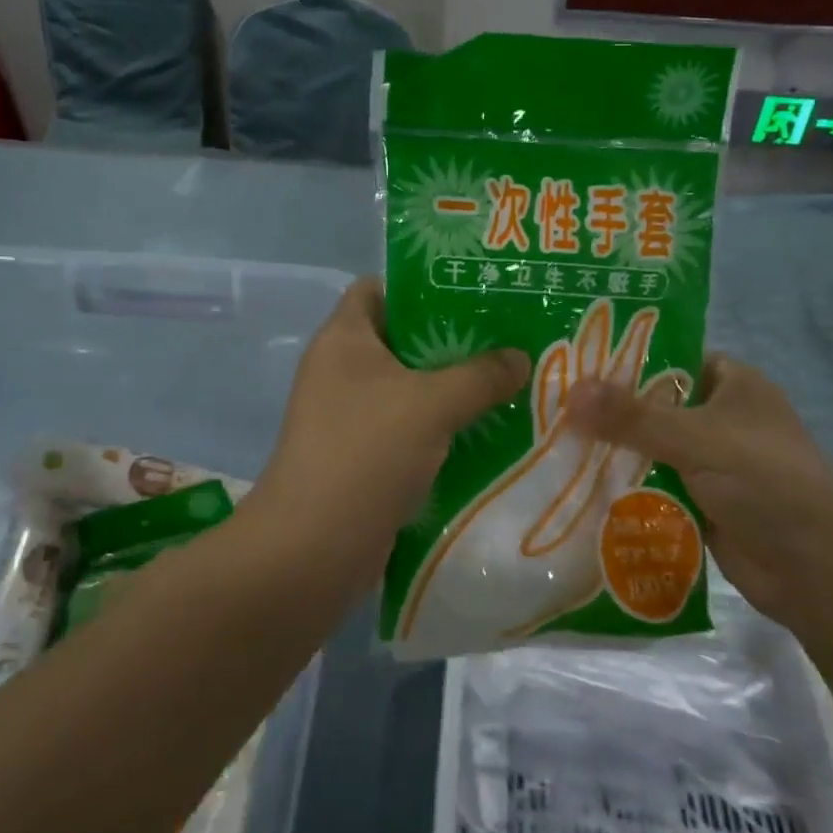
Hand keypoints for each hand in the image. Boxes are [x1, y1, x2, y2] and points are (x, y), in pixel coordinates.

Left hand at [259, 278, 527, 574]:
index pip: (379, 287)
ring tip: (508, 382)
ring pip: (408, 387)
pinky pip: (407, 426)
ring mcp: (347, 415)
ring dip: (451, 387)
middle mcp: (340, 369)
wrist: (314, 547)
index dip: (422, 285)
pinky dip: (440, 426)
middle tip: (506, 340)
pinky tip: (485, 430)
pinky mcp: (360, 454)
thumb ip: (481, 375)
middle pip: (401, 338)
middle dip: (452, 340)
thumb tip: (519, 358)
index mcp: (344, 338)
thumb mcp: (432, 404)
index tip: (474, 293)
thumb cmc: (367, 452)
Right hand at [565, 353, 832, 625]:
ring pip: (650, 448)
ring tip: (551, 442)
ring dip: (612, 451)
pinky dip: (624, 486)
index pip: (672, 357)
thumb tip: (570, 393)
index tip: (574, 360)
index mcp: (734, 384)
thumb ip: (632, 417)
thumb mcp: (696, 437)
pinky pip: (653, 486)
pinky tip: (577, 484)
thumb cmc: (763, 480)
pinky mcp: (700, 502)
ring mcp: (711, 463)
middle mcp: (721, 418)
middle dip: (609, 409)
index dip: (626, 357)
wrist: (814, 569)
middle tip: (550, 404)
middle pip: (654, 405)